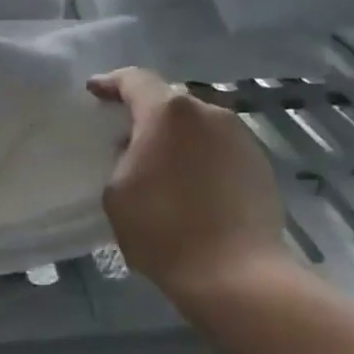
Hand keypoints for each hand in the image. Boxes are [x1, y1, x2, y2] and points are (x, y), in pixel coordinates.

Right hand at [86, 68, 291, 299]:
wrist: (234, 273)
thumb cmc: (162, 229)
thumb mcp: (117, 192)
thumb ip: (122, 157)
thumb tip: (136, 149)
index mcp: (168, 113)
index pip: (134, 80)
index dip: (110, 83)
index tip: (94, 91)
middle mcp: (208, 113)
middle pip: (169, 101)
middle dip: (145, 113)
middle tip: (125, 134)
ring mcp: (240, 136)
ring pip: (197, 124)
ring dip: (176, 136)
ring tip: (159, 162)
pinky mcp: (259, 163)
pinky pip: (219, 147)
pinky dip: (200, 155)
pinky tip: (190, 183)